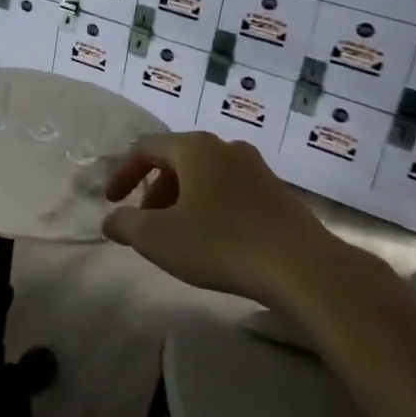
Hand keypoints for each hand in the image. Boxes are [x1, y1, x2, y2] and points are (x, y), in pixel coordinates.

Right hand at [101, 132, 346, 301]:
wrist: (303, 268)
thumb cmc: (221, 243)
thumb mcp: (158, 238)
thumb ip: (125, 224)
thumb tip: (112, 220)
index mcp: (195, 148)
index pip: (146, 149)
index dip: (123, 174)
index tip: (112, 201)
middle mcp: (226, 148)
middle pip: (177, 161)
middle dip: (154, 191)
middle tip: (146, 223)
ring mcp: (257, 169)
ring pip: (206, 177)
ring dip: (182, 201)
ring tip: (178, 235)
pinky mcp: (278, 194)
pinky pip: (231, 192)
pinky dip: (211, 208)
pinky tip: (214, 242)